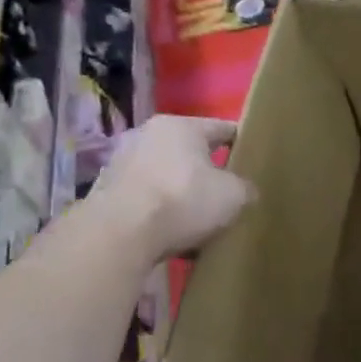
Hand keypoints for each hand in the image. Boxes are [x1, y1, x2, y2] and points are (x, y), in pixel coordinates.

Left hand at [88, 115, 253, 262]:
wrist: (119, 235)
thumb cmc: (184, 200)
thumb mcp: (234, 196)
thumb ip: (245, 188)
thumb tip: (243, 191)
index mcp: (181, 126)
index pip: (222, 128)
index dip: (242, 143)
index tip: (254, 158)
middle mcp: (147, 135)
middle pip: (190, 152)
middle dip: (208, 171)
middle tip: (228, 191)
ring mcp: (121, 163)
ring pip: (166, 175)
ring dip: (182, 192)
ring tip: (200, 218)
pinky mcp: (106, 193)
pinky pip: (146, 199)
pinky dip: (161, 211)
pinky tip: (174, 234)